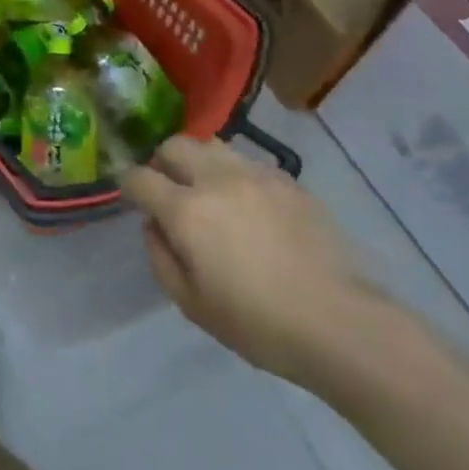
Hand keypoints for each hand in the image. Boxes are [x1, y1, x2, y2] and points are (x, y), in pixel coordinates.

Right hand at [121, 136, 383, 386]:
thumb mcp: (191, 304)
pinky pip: (249, 163)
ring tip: (209, 191)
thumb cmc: (258, 324)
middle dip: (162, 162)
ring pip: (212, 145)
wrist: (340, 324)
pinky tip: (249, 205)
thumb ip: (160, 256)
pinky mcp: (289, 181)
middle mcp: (216, 179)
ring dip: (199, 162)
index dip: (128, 184)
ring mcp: (256, 175)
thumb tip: (154, 224)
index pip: (139, 177)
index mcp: (185, 210)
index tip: (132, 196)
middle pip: (174, 145)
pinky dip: (236, 175)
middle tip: (169, 189)